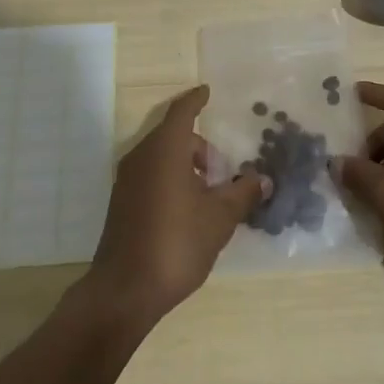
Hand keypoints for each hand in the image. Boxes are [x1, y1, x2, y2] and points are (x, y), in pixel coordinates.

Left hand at [84, 85, 268, 327]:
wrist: (124, 291)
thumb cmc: (176, 243)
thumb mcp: (219, 218)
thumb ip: (242, 193)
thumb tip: (262, 179)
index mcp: (164, 149)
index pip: (182, 112)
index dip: (196, 100)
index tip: (207, 92)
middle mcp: (141, 156)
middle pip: (174, 136)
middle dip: (201, 148)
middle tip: (224, 173)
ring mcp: (127, 180)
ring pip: (162, 157)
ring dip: (187, 166)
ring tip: (210, 197)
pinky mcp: (122, 203)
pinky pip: (151, 176)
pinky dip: (172, 180)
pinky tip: (189, 212)